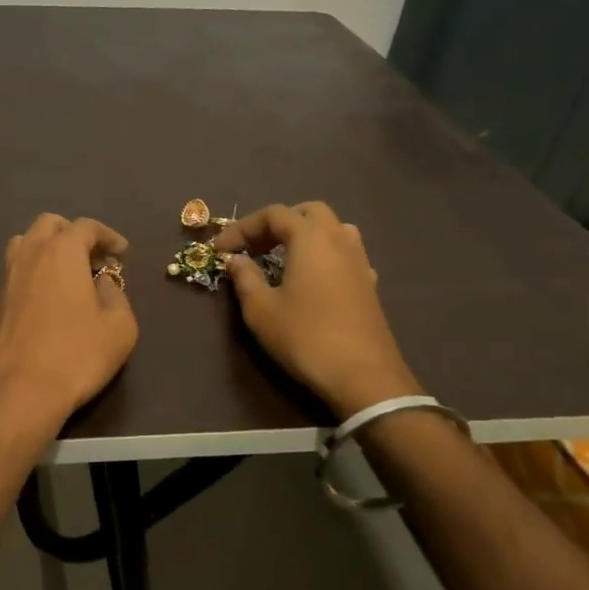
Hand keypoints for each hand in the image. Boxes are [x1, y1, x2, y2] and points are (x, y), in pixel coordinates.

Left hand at [0, 214, 138, 434]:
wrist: (19, 391)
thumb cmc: (76, 355)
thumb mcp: (119, 327)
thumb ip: (116, 295)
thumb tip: (102, 283)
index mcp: (61, 251)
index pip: (86, 226)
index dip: (108, 235)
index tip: (122, 253)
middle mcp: (30, 254)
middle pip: (50, 225)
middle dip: (74, 234)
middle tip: (93, 258)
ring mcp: (7, 276)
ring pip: (26, 243)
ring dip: (48, 248)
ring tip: (68, 273)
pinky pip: (17, 270)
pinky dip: (35, 270)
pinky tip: (49, 296)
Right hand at [215, 202, 420, 417]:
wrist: (363, 377)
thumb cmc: (305, 337)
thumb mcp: (261, 310)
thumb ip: (245, 278)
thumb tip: (235, 260)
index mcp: (310, 238)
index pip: (273, 214)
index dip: (241, 228)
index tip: (219, 250)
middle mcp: (338, 240)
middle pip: (308, 212)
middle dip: (277, 223)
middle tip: (254, 247)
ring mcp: (359, 261)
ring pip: (333, 229)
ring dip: (305, 235)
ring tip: (283, 257)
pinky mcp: (369, 284)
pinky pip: (345, 253)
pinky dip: (323, 255)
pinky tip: (311, 280)